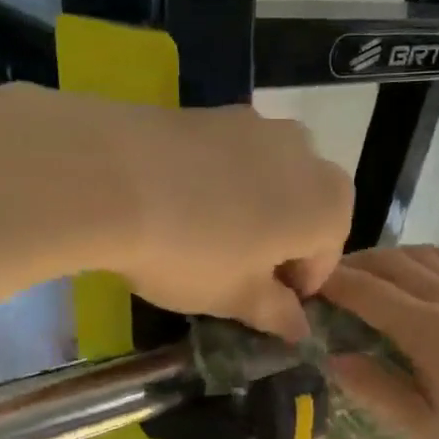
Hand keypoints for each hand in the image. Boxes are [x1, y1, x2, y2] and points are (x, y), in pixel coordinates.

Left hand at [106, 99, 352, 339]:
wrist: (111, 178)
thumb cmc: (193, 252)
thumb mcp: (237, 298)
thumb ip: (277, 313)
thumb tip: (299, 327)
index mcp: (328, 207)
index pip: (326, 259)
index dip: (296, 288)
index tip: (264, 307)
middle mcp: (307, 155)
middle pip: (306, 211)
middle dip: (282, 243)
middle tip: (239, 272)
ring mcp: (260, 125)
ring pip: (272, 180)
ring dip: (255, 211)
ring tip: (209, 237)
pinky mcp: (215, 111)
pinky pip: (235, 158)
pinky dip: (224, 183)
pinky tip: (184, 205)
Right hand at [320, 247, 438, 438]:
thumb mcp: (421, 431)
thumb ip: (376, 389)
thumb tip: (332, 358)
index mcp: (435, 333)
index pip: (371, 293)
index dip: (332, 284)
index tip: (300, 284)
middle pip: (396, 265)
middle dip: (354, 266)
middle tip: (320, 282)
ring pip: (427, 258)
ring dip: (388, 260)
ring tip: (359, 278)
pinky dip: (431, 260)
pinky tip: (418, 274)